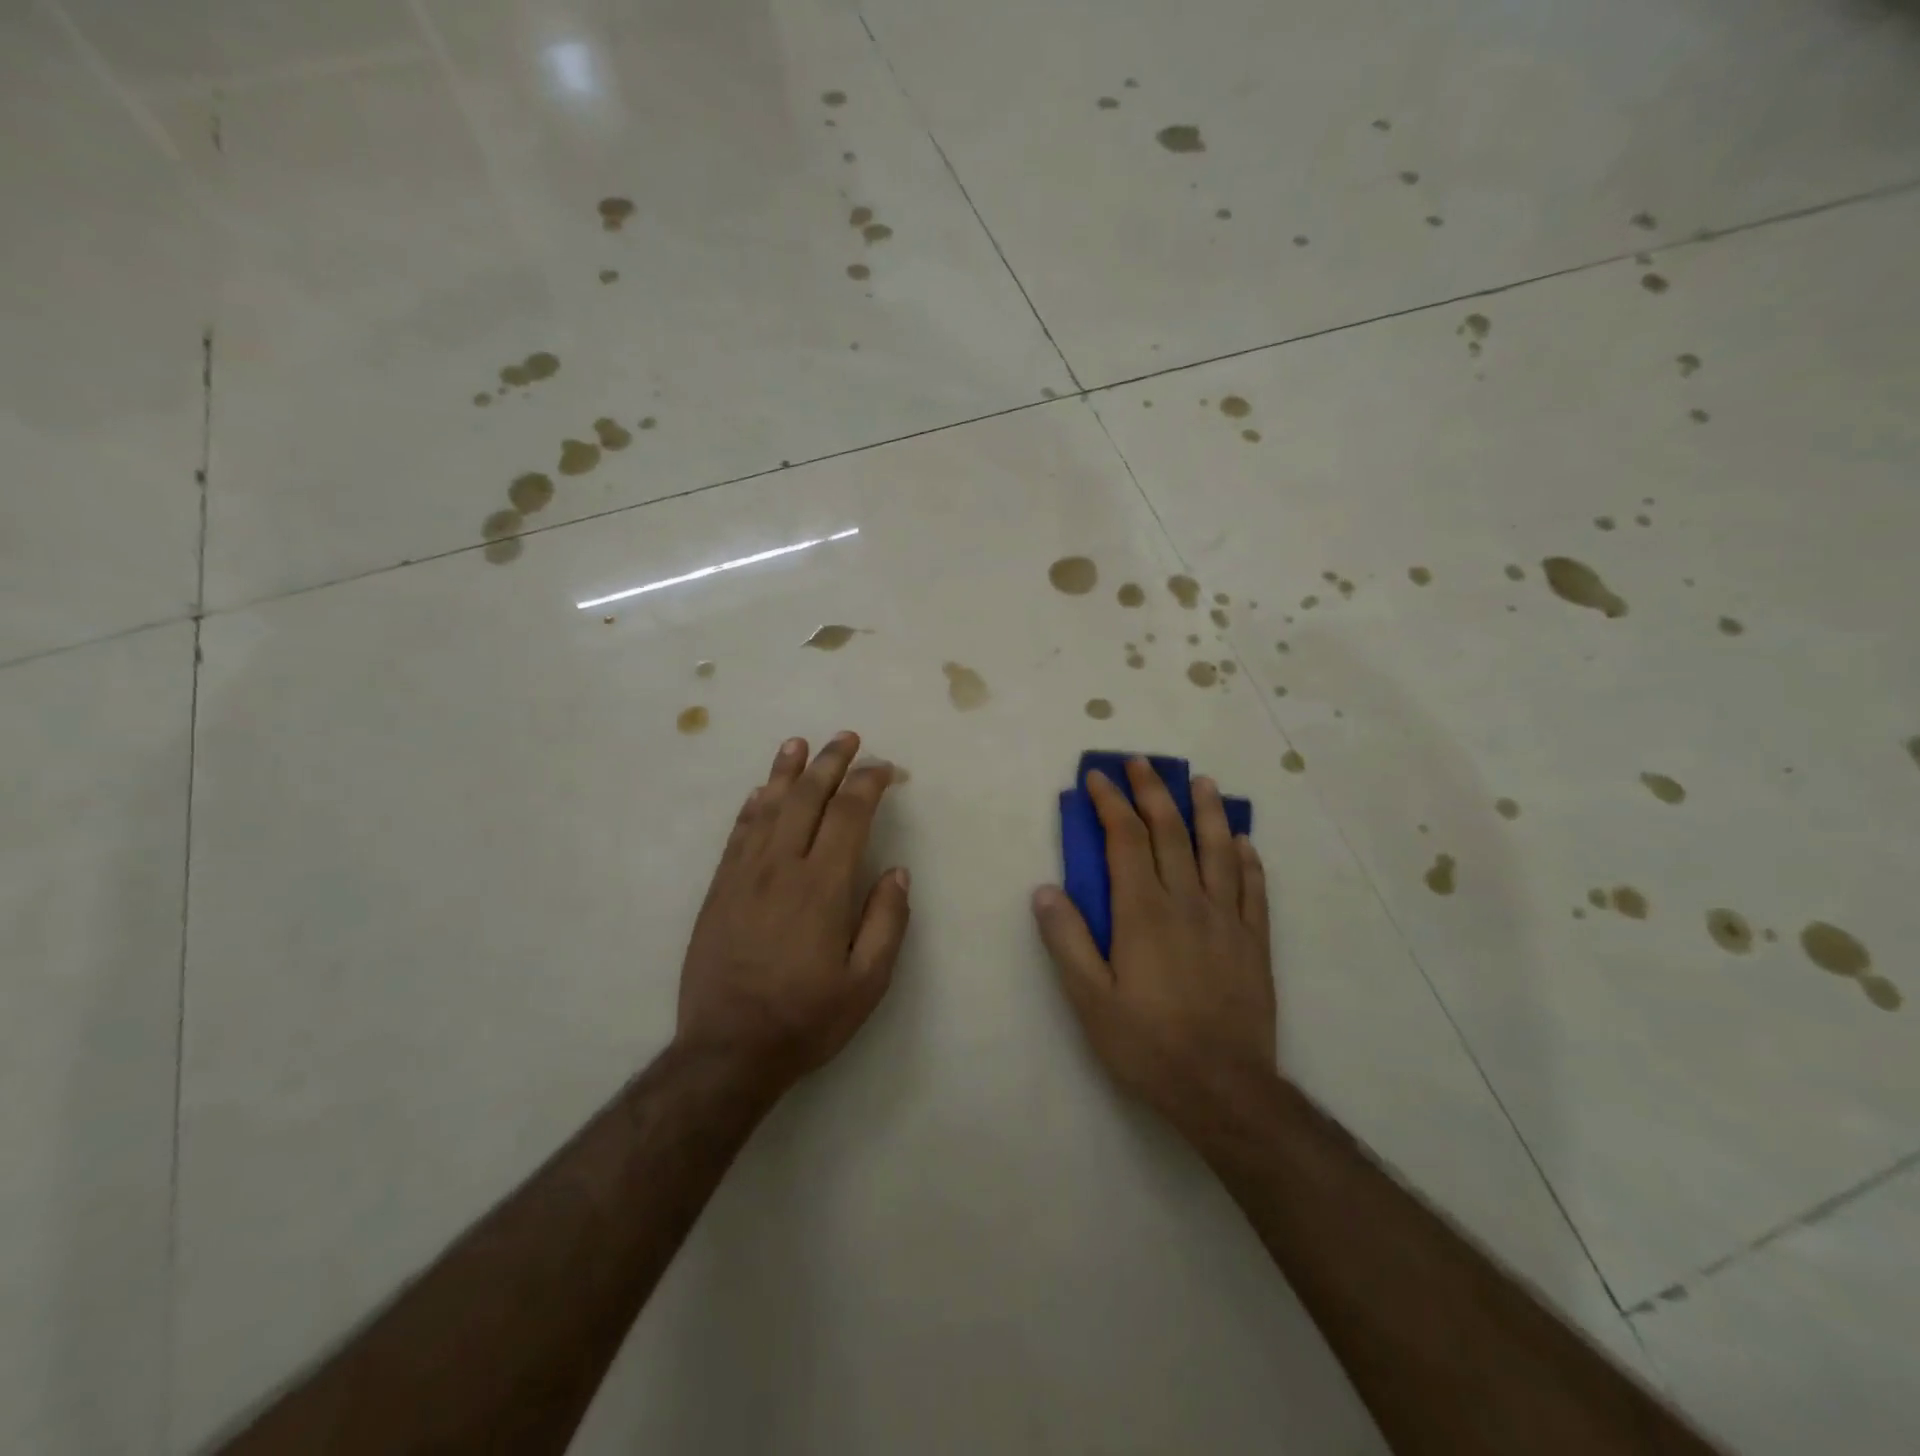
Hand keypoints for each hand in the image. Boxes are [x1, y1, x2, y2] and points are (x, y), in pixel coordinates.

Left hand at [677, 732, 910, 1093]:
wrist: (727, 1050)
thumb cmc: (806, 1017)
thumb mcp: (867, 983)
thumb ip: (887, 921)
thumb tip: (897, 872)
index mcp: (822, 886)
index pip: (849, 814)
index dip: (869, 784)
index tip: (886, 769)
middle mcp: (781, 867)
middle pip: (807, 797)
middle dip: (830, 762)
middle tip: (847, 737)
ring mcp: (744, 874)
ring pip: (767, 806)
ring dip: (786, 771)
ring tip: (799, 743)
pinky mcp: (719, 888)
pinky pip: (738, 833)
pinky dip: (752, 805)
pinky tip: (759, 791)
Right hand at [1032, 760, 1275, 1129]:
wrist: (1224, 1088)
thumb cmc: (1148, 1044)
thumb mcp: (1089, 999)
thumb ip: (1066, 940)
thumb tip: (1045, 889)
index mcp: (1143, 911)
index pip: (1126, 839)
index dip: (1111, 802)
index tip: (1099, 776)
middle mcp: (1187, 901)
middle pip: (1171, 832)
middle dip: (1153, 792)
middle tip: (1142, 763)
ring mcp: (1226, 919)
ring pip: (1218, 850)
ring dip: (1208, 811)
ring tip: (1202, 782)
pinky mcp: (1254, 942)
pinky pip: (1253, 889)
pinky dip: (1247, 859)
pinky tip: (1244, 843)